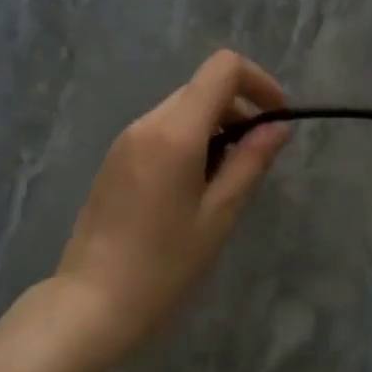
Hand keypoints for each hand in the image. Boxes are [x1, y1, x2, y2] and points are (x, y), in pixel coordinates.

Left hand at [53, 50, 291, 363]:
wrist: (92, 302)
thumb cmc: (164, 265)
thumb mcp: (218, 215)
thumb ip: (250, 162)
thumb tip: (278, 126)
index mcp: (174, 132)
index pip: (222, 68)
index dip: (258, 81)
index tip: (277, 118)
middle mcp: (145, 124)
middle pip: (201, 88)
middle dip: (238, 109)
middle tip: (256, 158)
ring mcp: (124, 141)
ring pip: (180, 110)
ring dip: (213, 127)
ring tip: (225, 180)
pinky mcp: (114, 160)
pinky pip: (159, 132)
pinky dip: (188, 141)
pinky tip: (193, 189)